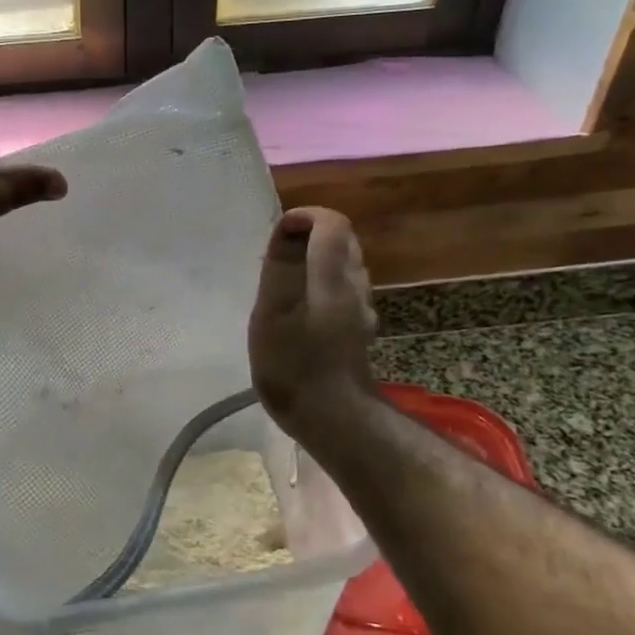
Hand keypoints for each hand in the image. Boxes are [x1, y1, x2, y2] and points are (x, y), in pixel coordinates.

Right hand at [248, 207, 379, 434]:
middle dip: (310, 236)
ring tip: (284, 282)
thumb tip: (287, 229)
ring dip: (317, 260)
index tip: (278, 234)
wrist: (333, 417)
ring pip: (346, 265)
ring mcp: (361, 307)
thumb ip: (280, 268)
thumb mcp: (272, 313)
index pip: (332, 223)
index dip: (304, 218)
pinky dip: (322, 283)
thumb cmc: (293, 364)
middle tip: (276, 257)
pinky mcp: (359, 326)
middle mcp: (354, 285)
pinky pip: (343, 288)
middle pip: (343, 240)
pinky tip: (301, 308)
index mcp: (333, 276)